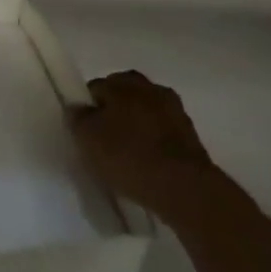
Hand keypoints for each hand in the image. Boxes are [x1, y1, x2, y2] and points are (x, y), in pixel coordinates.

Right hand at [71, 70, 219, 226]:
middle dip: (114, 113)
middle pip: (124, 97)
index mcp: (124, 82)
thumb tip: (77, 108)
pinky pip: (163, 134)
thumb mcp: (86, 137)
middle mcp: (151, 88)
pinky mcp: (192, 138)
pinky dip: (154, 144)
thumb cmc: (128, 156)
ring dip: (137, 128)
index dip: (87, 107)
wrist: (185, 189)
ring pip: (146, 114)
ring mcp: (176, 112)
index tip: (84, 130)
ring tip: (126, 155)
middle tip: (104, 140)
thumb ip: (77, 118)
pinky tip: (146, 165)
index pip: (96, 87)